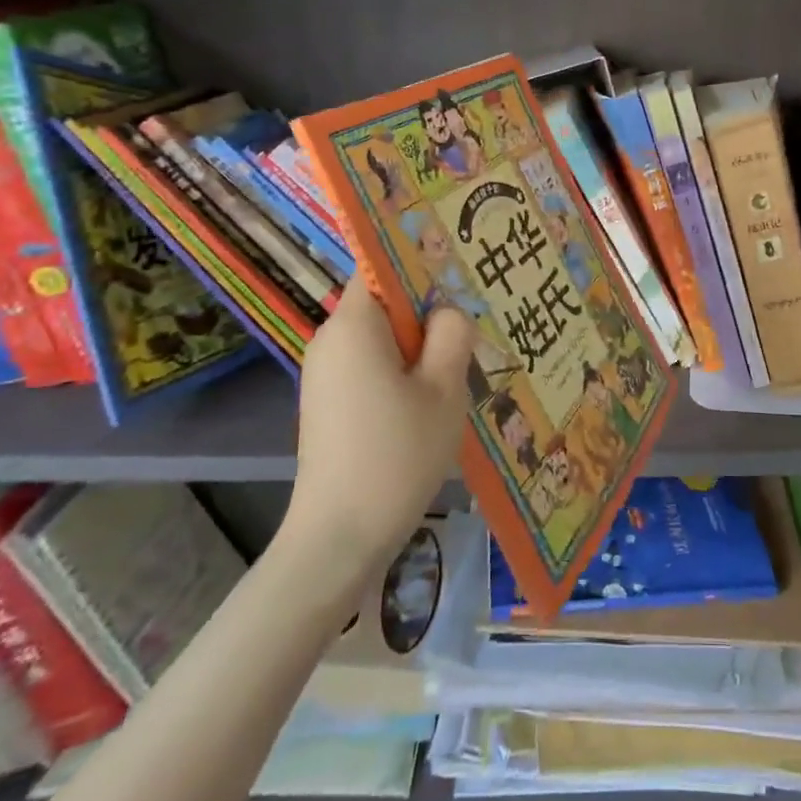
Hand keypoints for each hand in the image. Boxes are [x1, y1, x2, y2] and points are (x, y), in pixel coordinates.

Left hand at [284, 292, 475, 562]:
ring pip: (383, 339)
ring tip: (462, 365)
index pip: (382, 266)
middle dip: (428, 311)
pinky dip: (402, 372)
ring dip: (420, 346)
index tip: (462, 274)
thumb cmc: (397, 453)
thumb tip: (447, 311)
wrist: (341, 537)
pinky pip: (371, 367)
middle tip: (475, 325)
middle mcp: (331, 340)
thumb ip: (452, 334)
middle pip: (385, 303)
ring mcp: (325, 374)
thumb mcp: (443, 388)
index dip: (422, 263)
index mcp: (354, 325)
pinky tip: (431, 400)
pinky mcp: (329, 403)